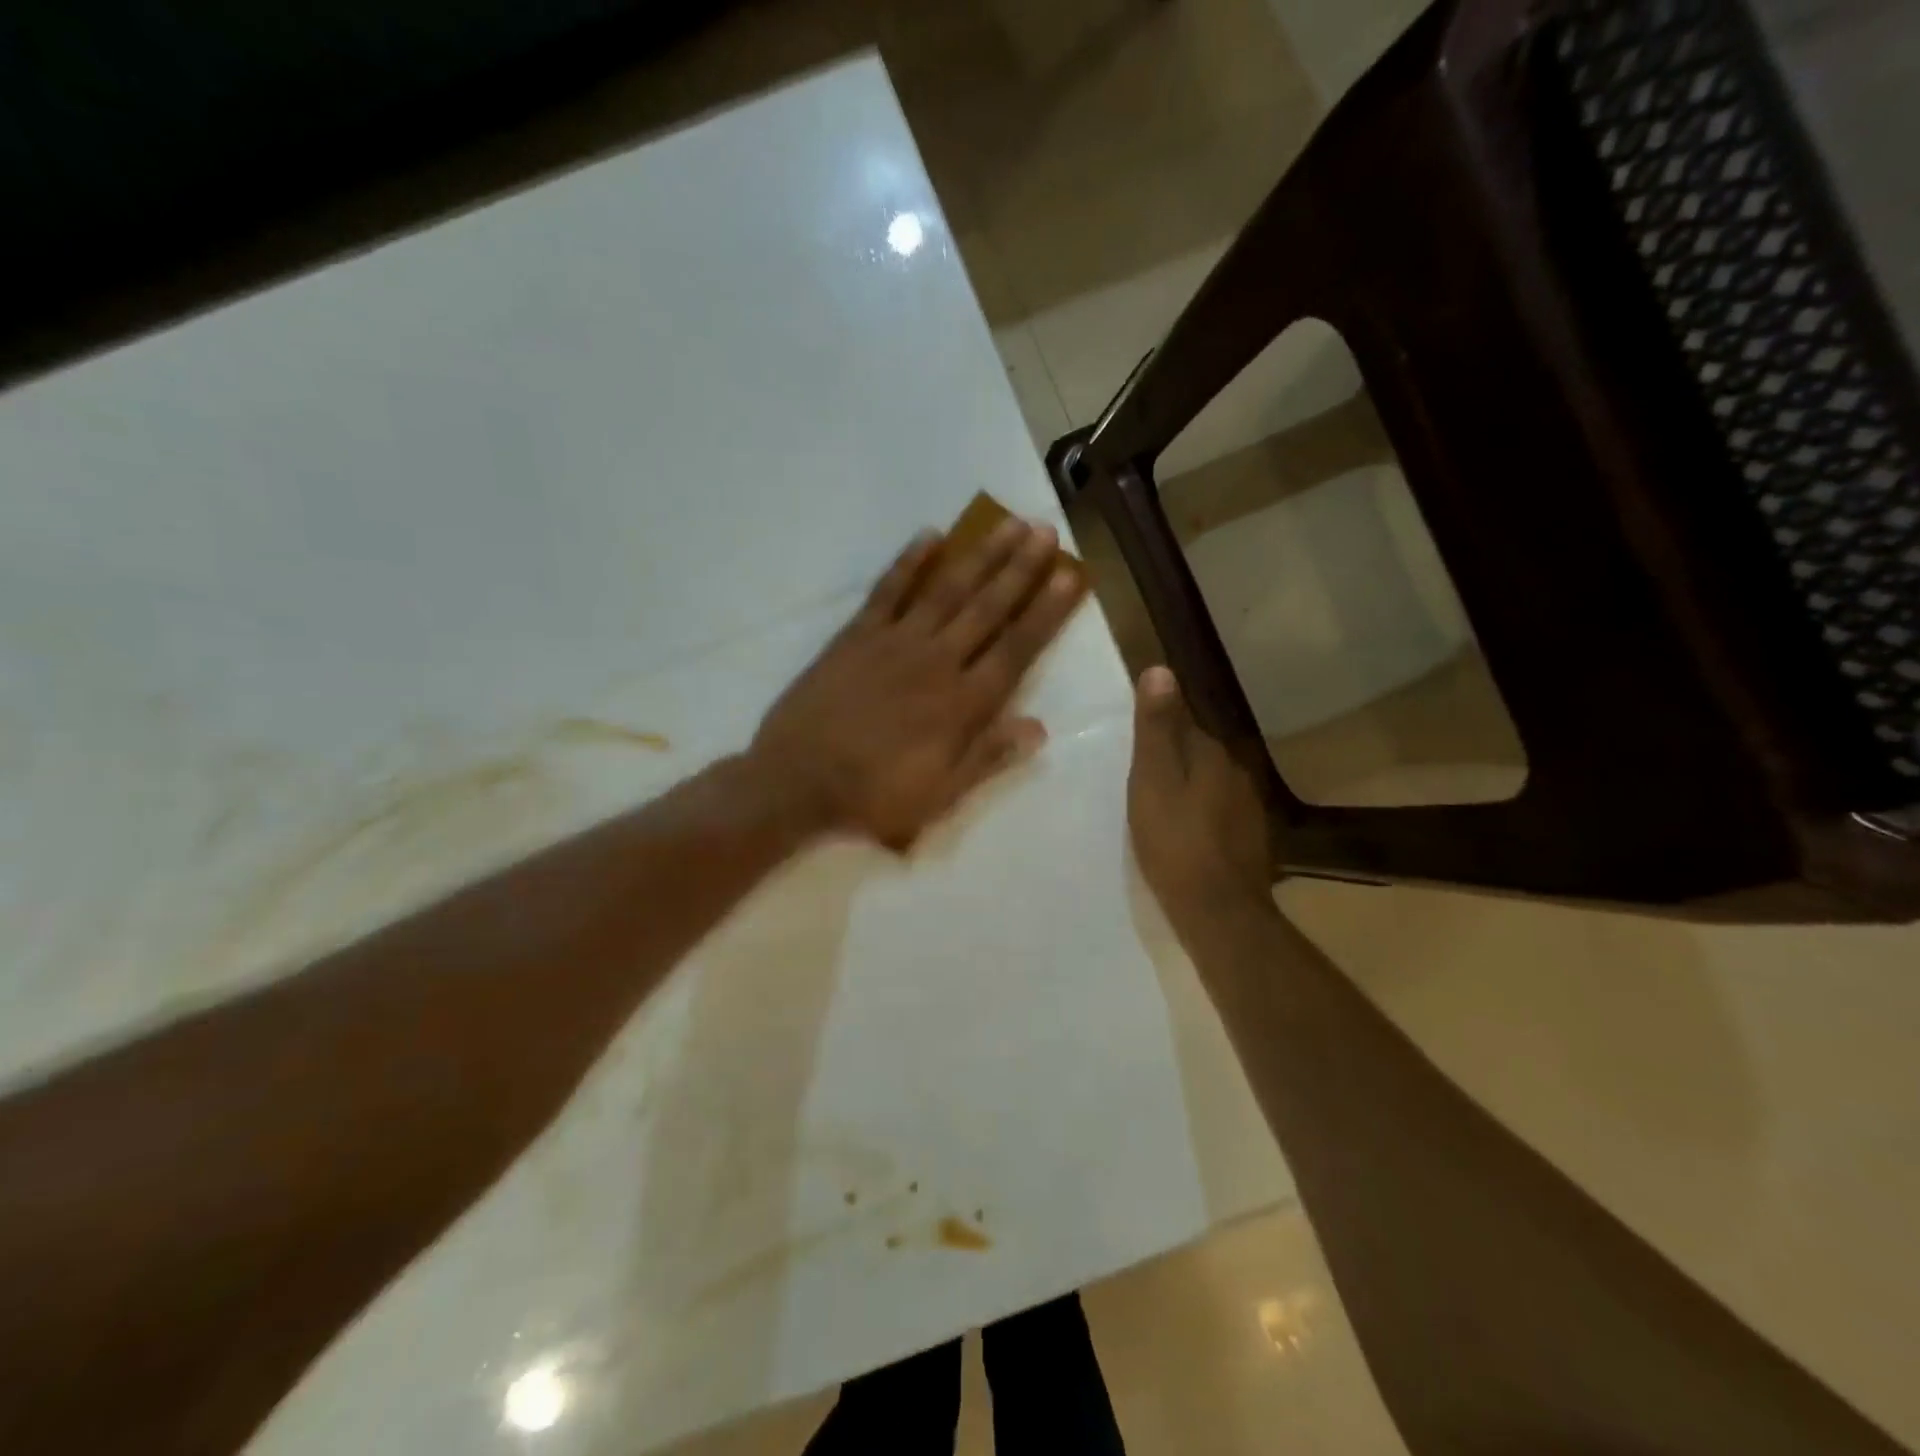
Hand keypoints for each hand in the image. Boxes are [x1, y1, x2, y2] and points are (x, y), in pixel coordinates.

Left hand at [751, 516, 1084, 849]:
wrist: (798, 781)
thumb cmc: (874, 796)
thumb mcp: (940, 794)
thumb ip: (988, 757)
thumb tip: (1039, 727)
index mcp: (963, 703)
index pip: (1016, 649)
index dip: (1046, 612)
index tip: (1071, 576)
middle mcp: (937, 662)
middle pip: (988, 608)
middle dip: (1021, 569)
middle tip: (1047, 531)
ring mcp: (895, 642)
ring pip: (948, 590)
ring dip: (980, 556)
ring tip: (1008, 522)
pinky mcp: (857, 635)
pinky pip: (888, 590)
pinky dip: (910, 562)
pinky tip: (931, 535)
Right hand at [1128, 666, 1274, 935]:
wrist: (1219, 912)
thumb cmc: (1175, 842)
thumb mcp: (1152, 781)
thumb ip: (1155, 729)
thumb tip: (1160, 669)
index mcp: (1212, 754)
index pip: (1185, 724)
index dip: (1158, 733)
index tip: (1134, 749)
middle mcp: (1238, 774)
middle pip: (1199, 755)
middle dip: (1173, 763)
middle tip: (1139, 784)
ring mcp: (1249, 809)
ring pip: (1210, 786)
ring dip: (1188, 791)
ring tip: (1158, 811)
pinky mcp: (1251, 840)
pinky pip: (1219, 815)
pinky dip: (1201, 818)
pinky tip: (1185, 838)